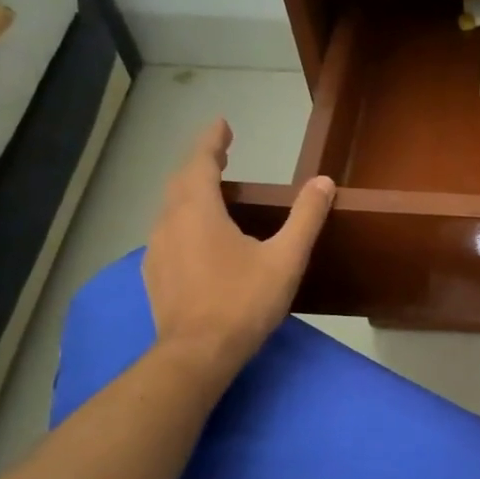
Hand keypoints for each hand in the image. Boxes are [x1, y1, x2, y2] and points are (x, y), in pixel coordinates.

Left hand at [142, 119, 332, 383]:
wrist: (197, 354)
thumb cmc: (243, 301)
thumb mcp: (285, 258)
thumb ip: (305, 217)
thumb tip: (324, 182)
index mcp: (198, 212)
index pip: (200, 162)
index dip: (211, 140)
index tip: (222, 123)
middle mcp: (170, 223)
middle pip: (181, 181)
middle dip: (200, 162)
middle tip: (221, 151)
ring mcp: (157, 250)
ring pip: (170, 207)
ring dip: (190, 190)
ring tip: (212, 189)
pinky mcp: (155, 274)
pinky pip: (168, 232)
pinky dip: (184, 218)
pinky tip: (198, 236)